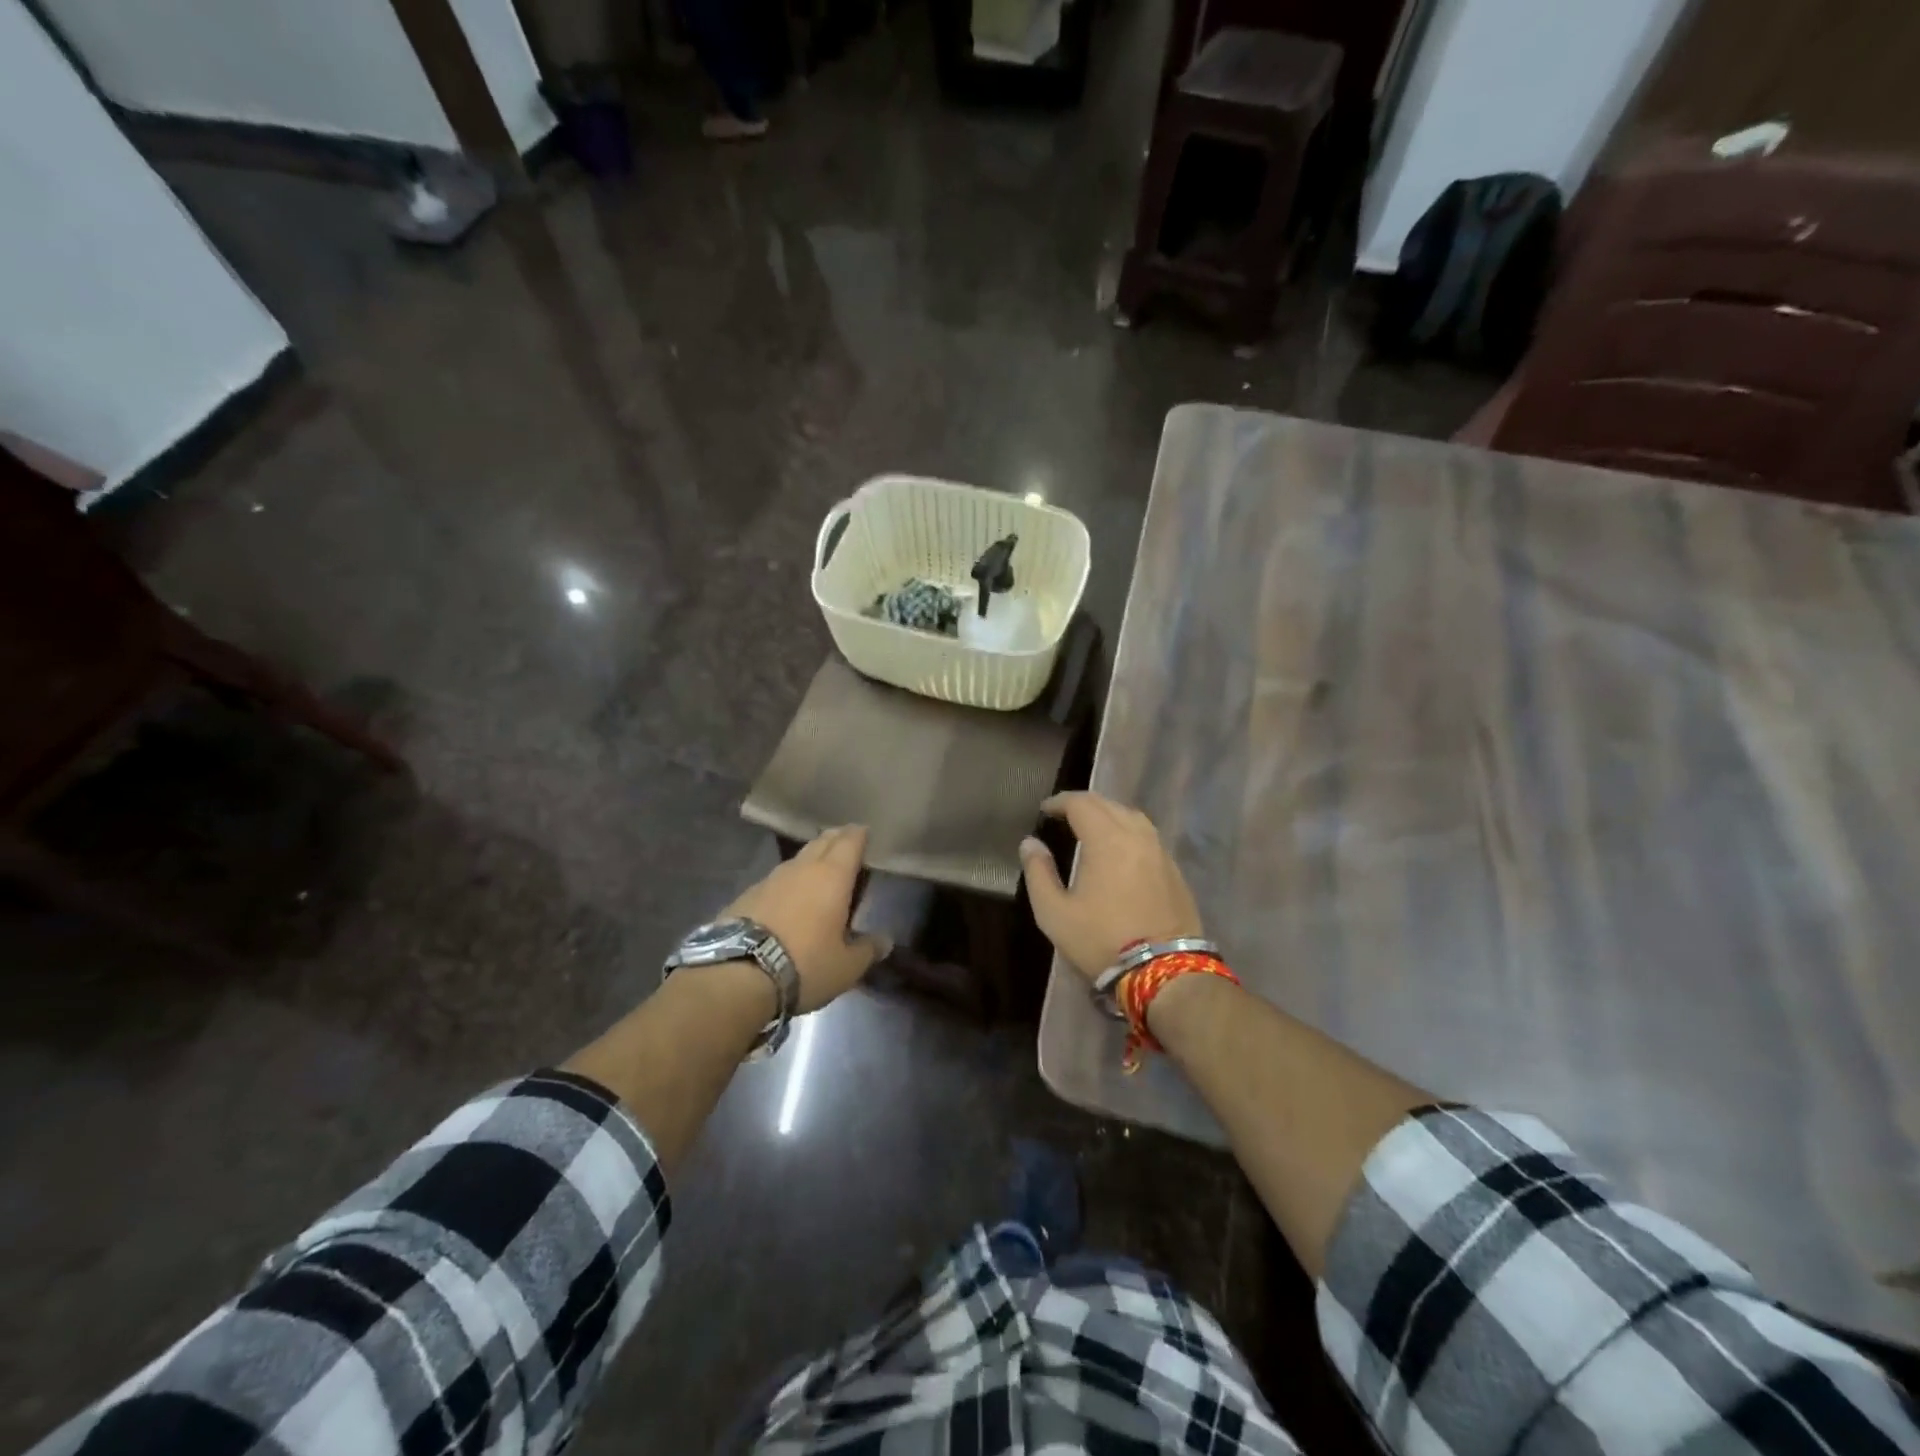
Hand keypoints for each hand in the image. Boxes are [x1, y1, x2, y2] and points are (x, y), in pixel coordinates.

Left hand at [723, 825, 888, 1012]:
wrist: (737, 974)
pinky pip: (775, 880)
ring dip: (811, 861)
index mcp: (832, 875)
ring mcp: (770, 878)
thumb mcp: (846, 966)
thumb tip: (885, 941)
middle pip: (822, 841)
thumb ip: (868, 949)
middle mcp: (802, 868)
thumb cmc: (805, 964)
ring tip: (819, 873)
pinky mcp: (746, 894)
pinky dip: (787, 884)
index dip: (860, 835)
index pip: (850, 841)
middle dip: (836, 840)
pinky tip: (787, 900)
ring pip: (797, 859)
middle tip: (847, 847)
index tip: (866, 834)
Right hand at [1019, 792, 1204, 979]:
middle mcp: (1136, 835)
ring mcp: (1160, 851)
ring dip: (1108, 814)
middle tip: (1063, 815)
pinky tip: (1119, 850)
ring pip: (1132, 816)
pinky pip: (1147, 836)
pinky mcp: (1174, 870)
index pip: (1081, 803)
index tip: (1045, 810)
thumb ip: (1039, 872)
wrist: (1165, 972)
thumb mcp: (1055, 913)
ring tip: (1091, 828)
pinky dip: (1128, 831)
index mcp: (1106, 839)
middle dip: (1083, 804)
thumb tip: (1030, 843)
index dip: (1060, 802)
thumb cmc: (1101, 940)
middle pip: (1108, 804)